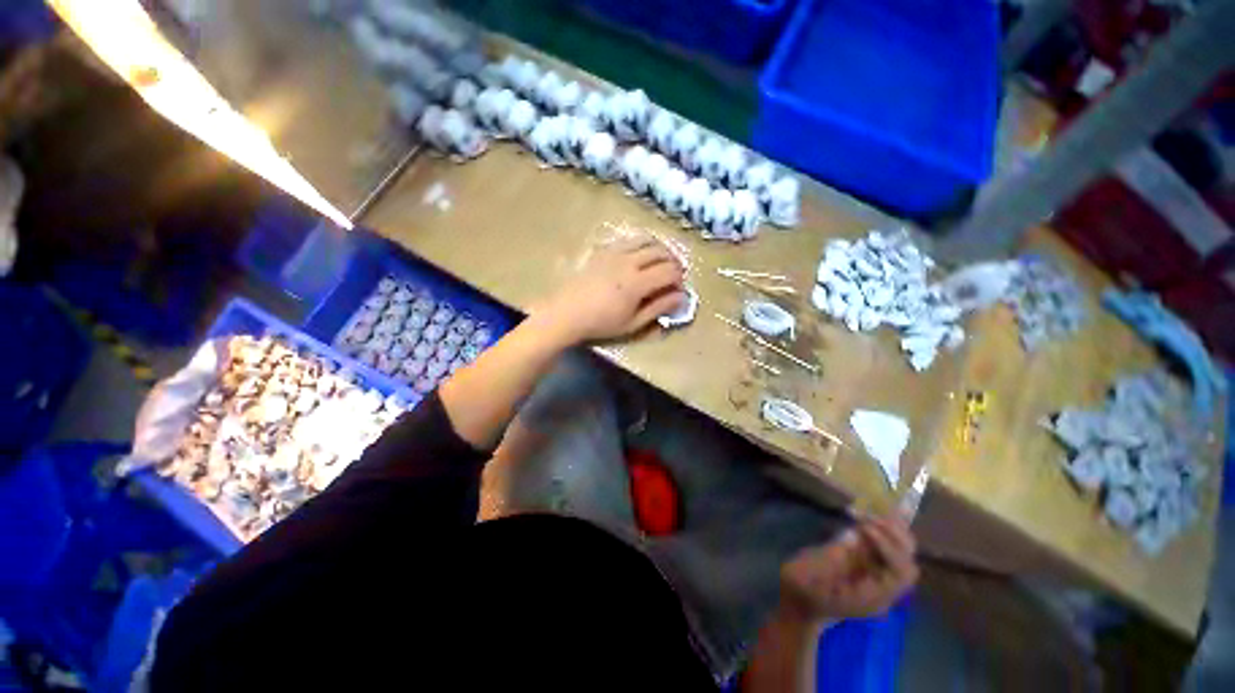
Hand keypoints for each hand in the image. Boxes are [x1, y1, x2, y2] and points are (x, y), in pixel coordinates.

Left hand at [537, 235, 685, 343]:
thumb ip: (658, 308)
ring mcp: (614, 252)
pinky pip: (629, 239)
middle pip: (661, 251)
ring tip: (660, 262)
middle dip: (674, 262)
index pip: (670, 271)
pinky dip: (641, 244)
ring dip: (660, 249)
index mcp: (637, 283)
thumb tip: (680, 297)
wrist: (567, 312)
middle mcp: (628, 261)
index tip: (678, 289)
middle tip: (674, 275)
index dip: (679, 279)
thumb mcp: (633, 324)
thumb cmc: (601, 323)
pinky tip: (639, 257)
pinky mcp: (603, 250)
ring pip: (646, 240)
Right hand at [779, 514, 917, 621]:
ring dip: (892, 533)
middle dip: (894, 537)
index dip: (889, 547)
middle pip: (908, 564)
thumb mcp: (805, 574)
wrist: (799, 607)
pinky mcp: (869, 569)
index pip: (899, 573)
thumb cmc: (800, 590)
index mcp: (871, 598)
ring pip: (903, 557)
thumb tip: (853, 536)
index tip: (865, 528)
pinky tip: (870, 517)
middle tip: (868, 516)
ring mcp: (877, 580)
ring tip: (869, 514)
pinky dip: (885, 533)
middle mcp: (882, 590)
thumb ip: (830, 557)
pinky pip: (888, 551)